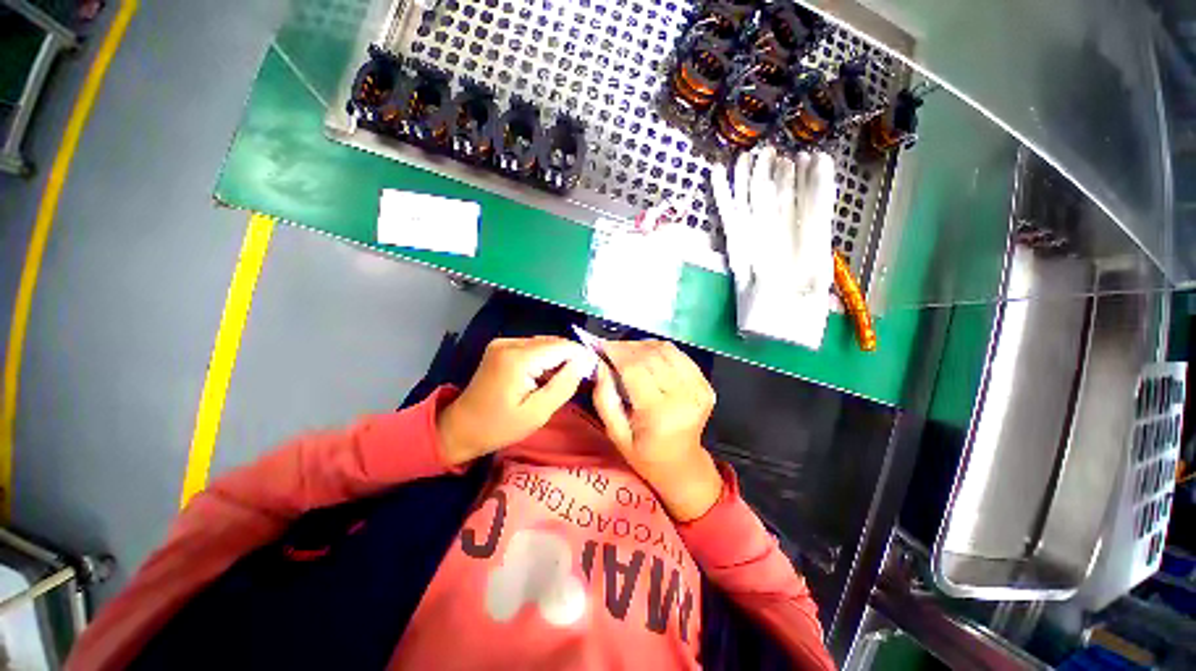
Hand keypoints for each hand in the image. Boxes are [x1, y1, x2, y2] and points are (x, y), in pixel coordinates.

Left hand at [438, 336, 589, 465]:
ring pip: (544, 343)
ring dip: (558, 358)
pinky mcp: (501, 347)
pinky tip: (545, 376)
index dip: (581, 356)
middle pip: (553, 342)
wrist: (460, 428)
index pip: (561, 346)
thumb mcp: (537, 413)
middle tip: (581, 379)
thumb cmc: (499, 427)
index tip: (592, 372)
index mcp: (518, 359)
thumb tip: (585, 362)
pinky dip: (544, 358)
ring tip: (564, 379)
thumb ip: (564, 384)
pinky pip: (533, 347)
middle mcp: (510, 343)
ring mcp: (503, 342)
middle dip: (570, 357)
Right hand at [591, 340, 723, 521]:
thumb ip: (604, 398)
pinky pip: (679, 355)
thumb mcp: (616, 434)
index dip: (616, 352)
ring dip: (642, 345)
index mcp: (659, 414)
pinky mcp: (706, 384)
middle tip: (609, 348)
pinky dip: (659, 350)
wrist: (682, 464)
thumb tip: (600, 364)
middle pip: (651, 356)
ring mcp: (699, 389)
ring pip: (666, 350)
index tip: (599, 345)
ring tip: (626, 351)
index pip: (635, 369)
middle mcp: (684, 397)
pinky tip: (646, 355)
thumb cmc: (644, 453)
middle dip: (626, 347)